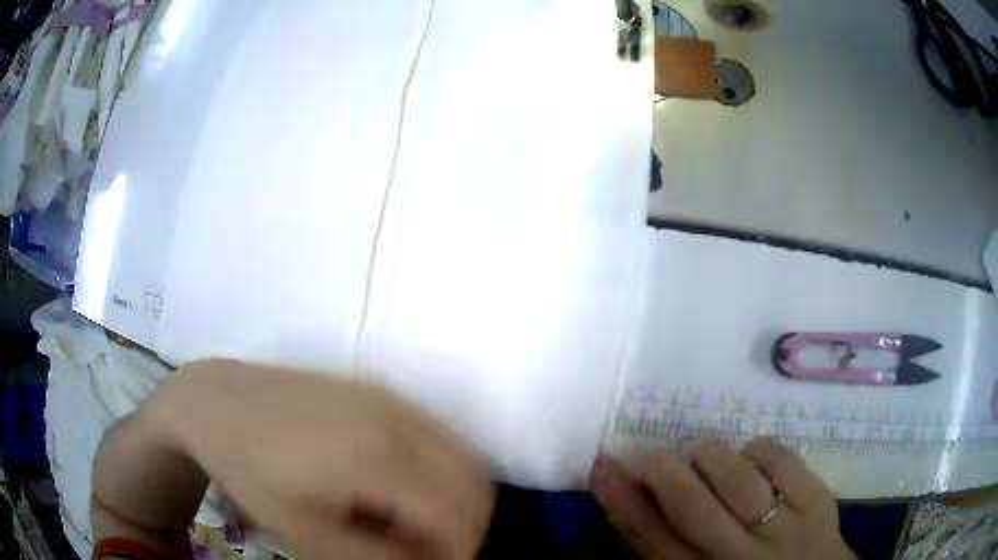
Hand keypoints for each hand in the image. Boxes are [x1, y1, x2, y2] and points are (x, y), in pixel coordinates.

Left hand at [94, 359, 494, 559]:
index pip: (457, 512)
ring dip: (454, 500)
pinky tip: (394, 491)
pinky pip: (438, 439)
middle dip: (466, 527)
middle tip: (430, 554)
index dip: (459, 553)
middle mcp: (398, 418)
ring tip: (411, 526)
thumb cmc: (249, 471)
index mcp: (376, 456)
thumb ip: (375, 558)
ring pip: (463, 457)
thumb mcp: (305, 533)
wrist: (215, 401)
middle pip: (475, 481)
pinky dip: (437, 475)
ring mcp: (392, 398)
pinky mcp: (382, 392)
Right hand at [590, 439, 853, 559]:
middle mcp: (736, 557)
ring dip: (712, 458)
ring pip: (737, 479)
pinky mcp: (816, 502)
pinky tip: (751, 456)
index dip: (621, 501)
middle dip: (663, 473)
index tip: (604, 465)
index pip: (650, 540)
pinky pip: (781, 461)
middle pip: (690, 508)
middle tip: (653, 457)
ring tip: (703, 456)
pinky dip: (759, 450)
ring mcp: (782, 529)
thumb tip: (635, 497)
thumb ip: (669, 545)